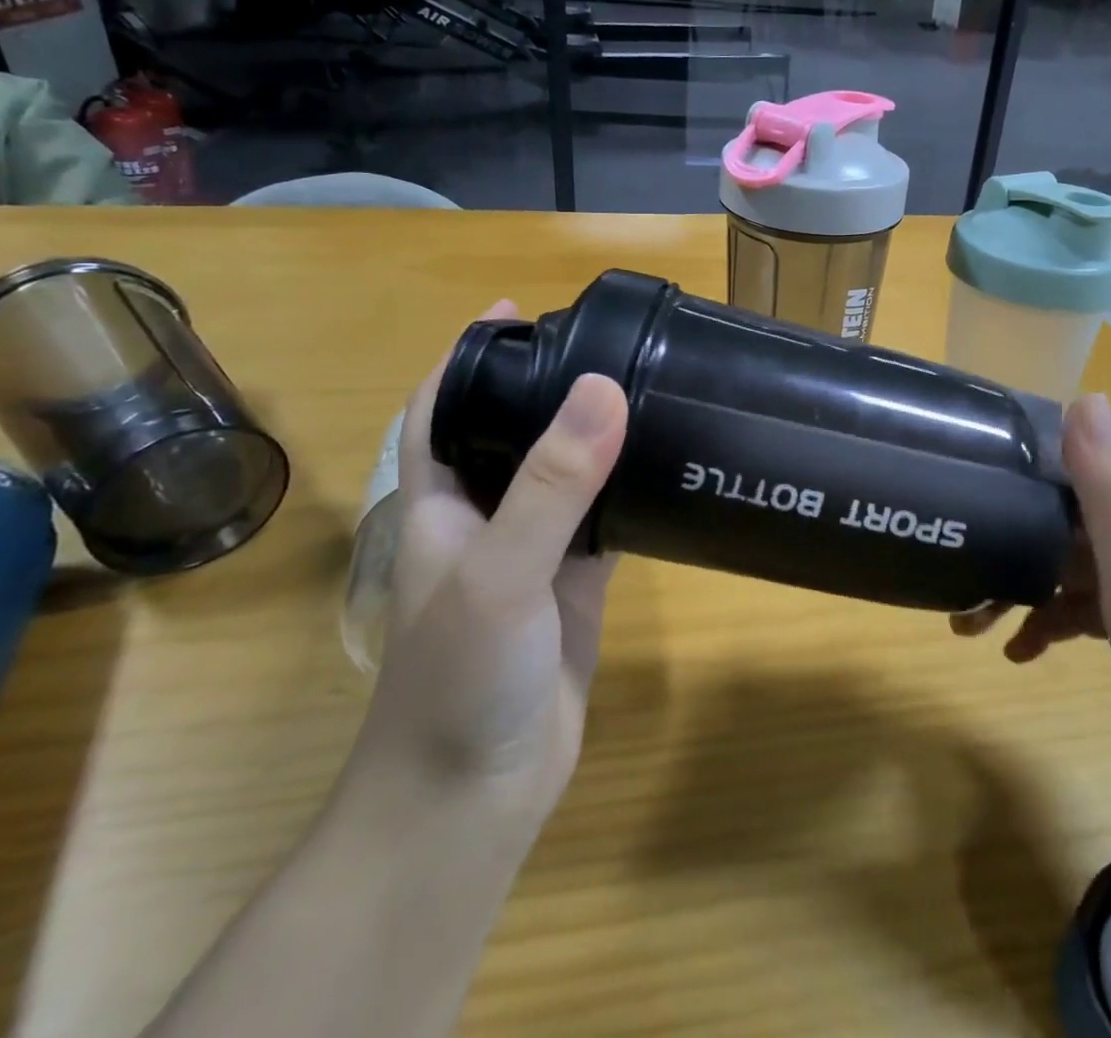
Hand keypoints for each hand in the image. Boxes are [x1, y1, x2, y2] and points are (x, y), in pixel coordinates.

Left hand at [342, 300, 628, 835]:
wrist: (473, 798)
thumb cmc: (461, 679)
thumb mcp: (500, 571)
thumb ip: (553, 483)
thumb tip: (604, 388)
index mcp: (443, 502)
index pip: (443, 408)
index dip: (470, 356)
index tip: (518, 311)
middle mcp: (486, 517)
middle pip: (512, 432)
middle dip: (547, 385)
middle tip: (608, 343)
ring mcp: (533, 554)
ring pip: (566, 476)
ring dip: (594, 436)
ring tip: (646, 386)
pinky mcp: (574, 588)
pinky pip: (604, 522)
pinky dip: (630, 492)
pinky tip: (667, 466)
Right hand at [951, 393, 1110, 801]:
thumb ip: (1107, 472)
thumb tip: (1086, 391)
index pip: (1068, 452)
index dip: (1014, 456)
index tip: (958, 471)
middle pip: (1054, 511)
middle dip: (999, 530)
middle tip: (949, 566)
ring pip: (1058, 561)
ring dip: (1011, 584)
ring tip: (966, 624)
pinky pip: (1077, 606)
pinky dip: (1044, 621)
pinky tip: (1018, 652)